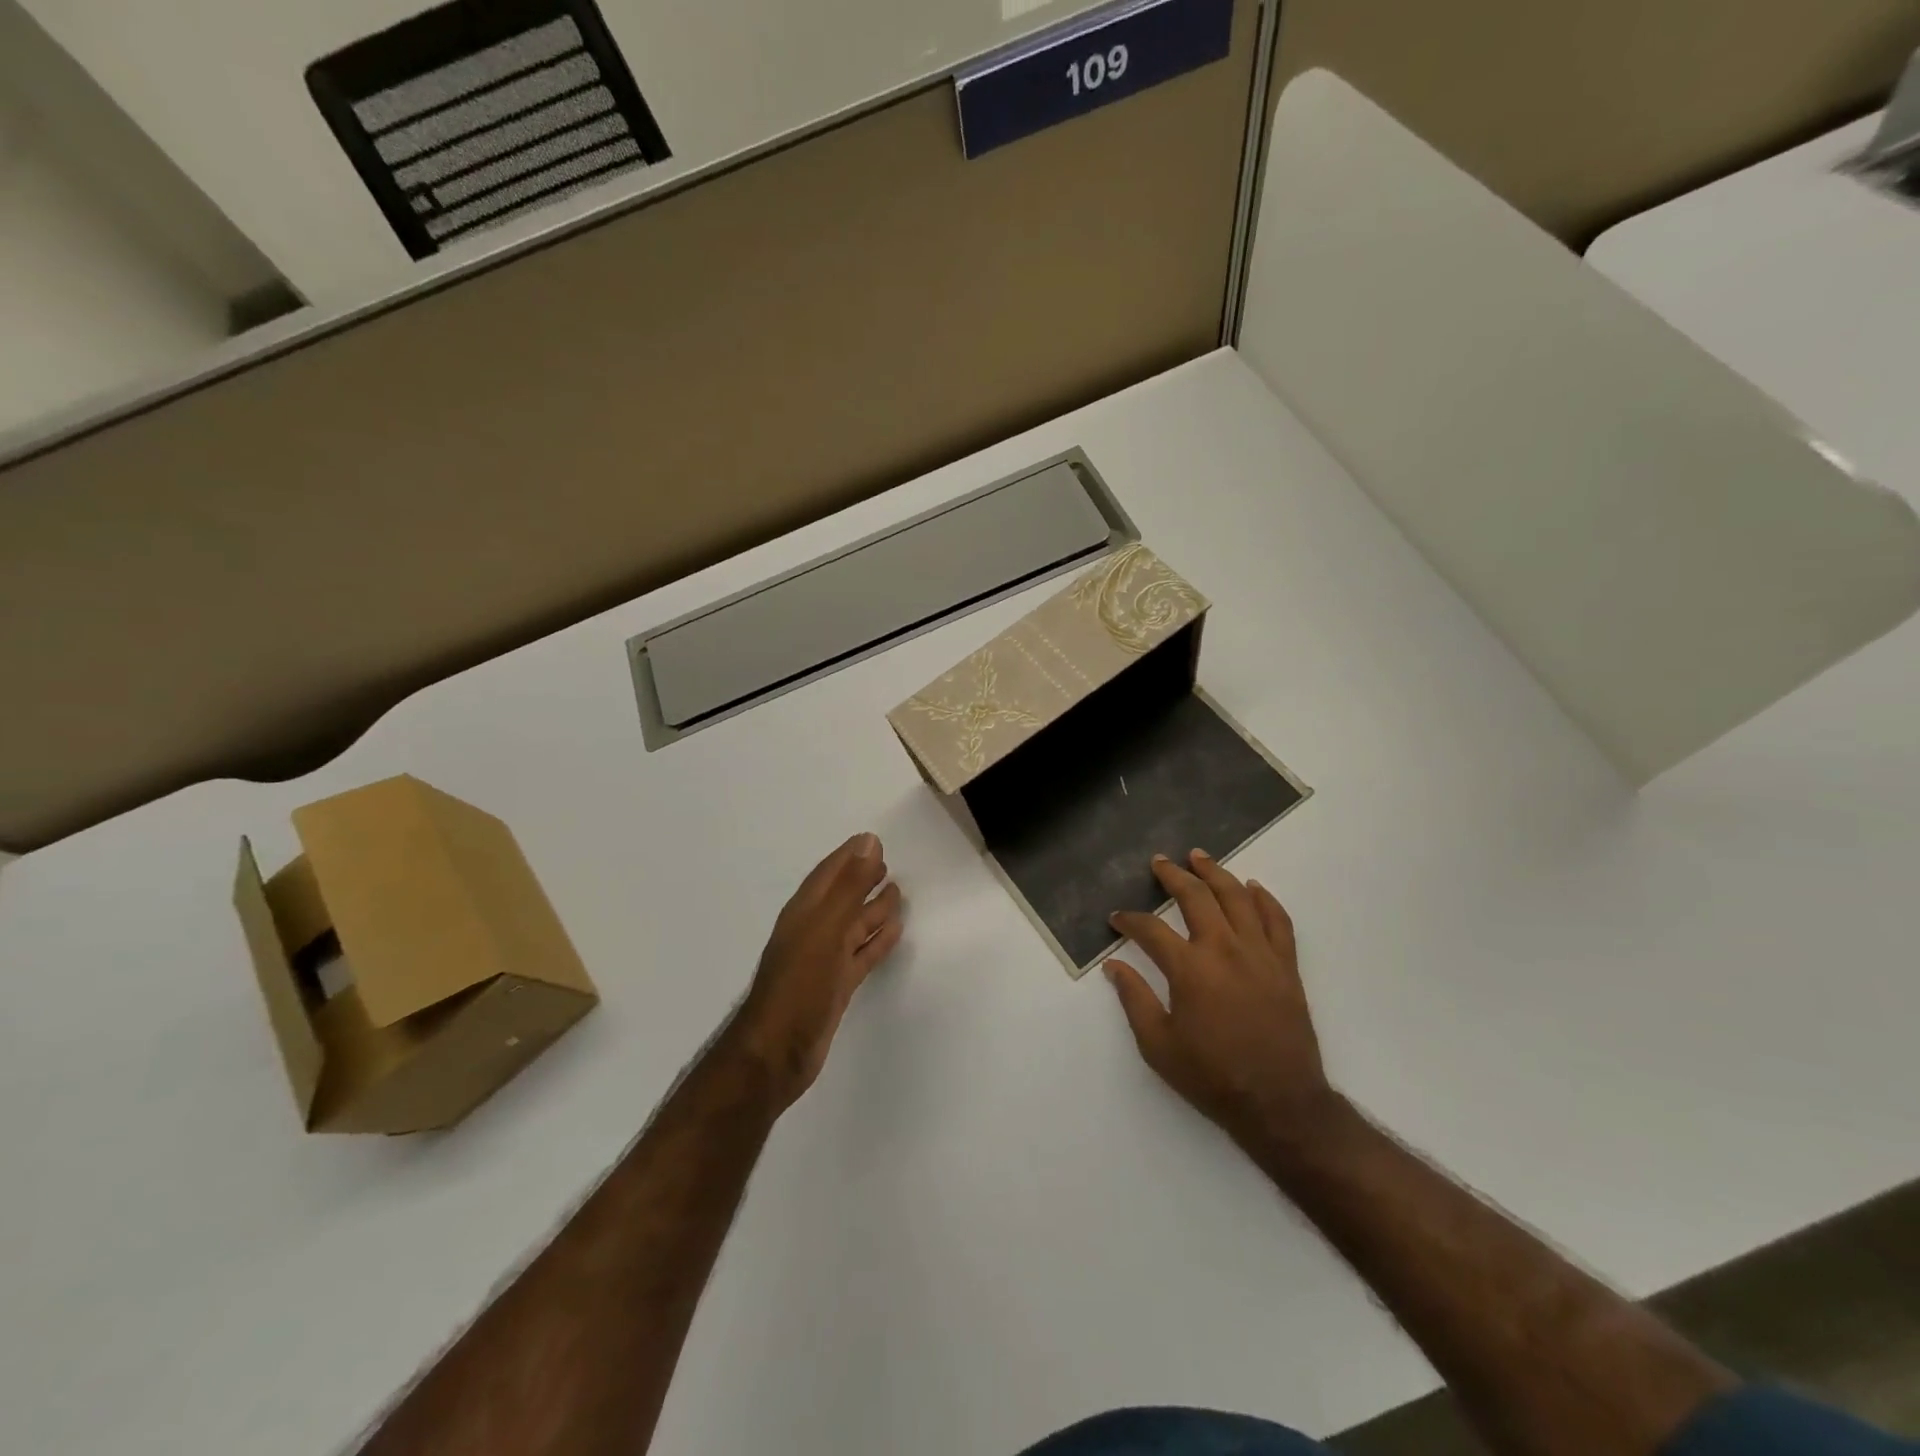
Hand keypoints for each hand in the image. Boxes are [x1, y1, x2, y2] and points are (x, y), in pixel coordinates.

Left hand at [728, 833, 903, 1114]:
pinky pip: (861, 954)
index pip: (829, 874)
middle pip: (842, 897)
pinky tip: (895, 932)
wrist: (777, 1053)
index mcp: (804, 913)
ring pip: (853, 925)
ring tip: (898, 892)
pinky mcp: (836, 986)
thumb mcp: (826, 930)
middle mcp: (813, 931)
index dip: (849, 856)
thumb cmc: (799, 985)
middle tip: (888, 863)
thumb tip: (869, 842)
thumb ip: (849, 887)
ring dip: (873, 908)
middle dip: (862, 879)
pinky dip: (877, 940)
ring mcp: (824, 960)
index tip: (873, 840)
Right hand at [1106, 851, 1340, 1158]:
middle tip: (1160, 862)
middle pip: (1196, 897)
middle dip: (1173, 876)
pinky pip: (1278, 921)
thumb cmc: (1212, 1077)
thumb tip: (1113, 967)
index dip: (1129, 920)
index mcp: (1189, 968)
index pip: (1151, 930)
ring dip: (1216, 873)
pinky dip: (1265, 899)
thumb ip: (1134, 999)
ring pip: (1237, 898)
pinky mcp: (1286, 966)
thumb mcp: (1158, 1045)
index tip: (1117, 918)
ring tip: (1200, 857)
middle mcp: (1224, 949)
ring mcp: (1260, 954)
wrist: (1280, 1104)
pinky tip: (1252, 888)